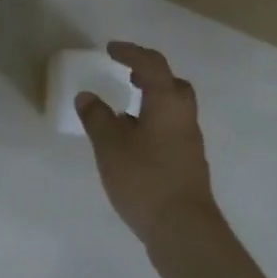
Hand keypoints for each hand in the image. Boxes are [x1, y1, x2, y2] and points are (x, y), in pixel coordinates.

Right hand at [75, 42, 218, 248]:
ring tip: (126, 108)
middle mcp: (183, 116)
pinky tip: (134, 141)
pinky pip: (171, 128)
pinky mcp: (188, 162)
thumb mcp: (110, 146)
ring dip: (152, 99)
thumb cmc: (145, 179)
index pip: (151, 65)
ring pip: (173, 107)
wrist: (183, 228)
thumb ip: (97, 118)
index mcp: (167, 102)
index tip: (111, 49)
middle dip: (149, 74)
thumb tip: (87, 97)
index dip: (130, 53)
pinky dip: (153, 122)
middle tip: (127, 75)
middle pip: (172, 83)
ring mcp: (189, 140)